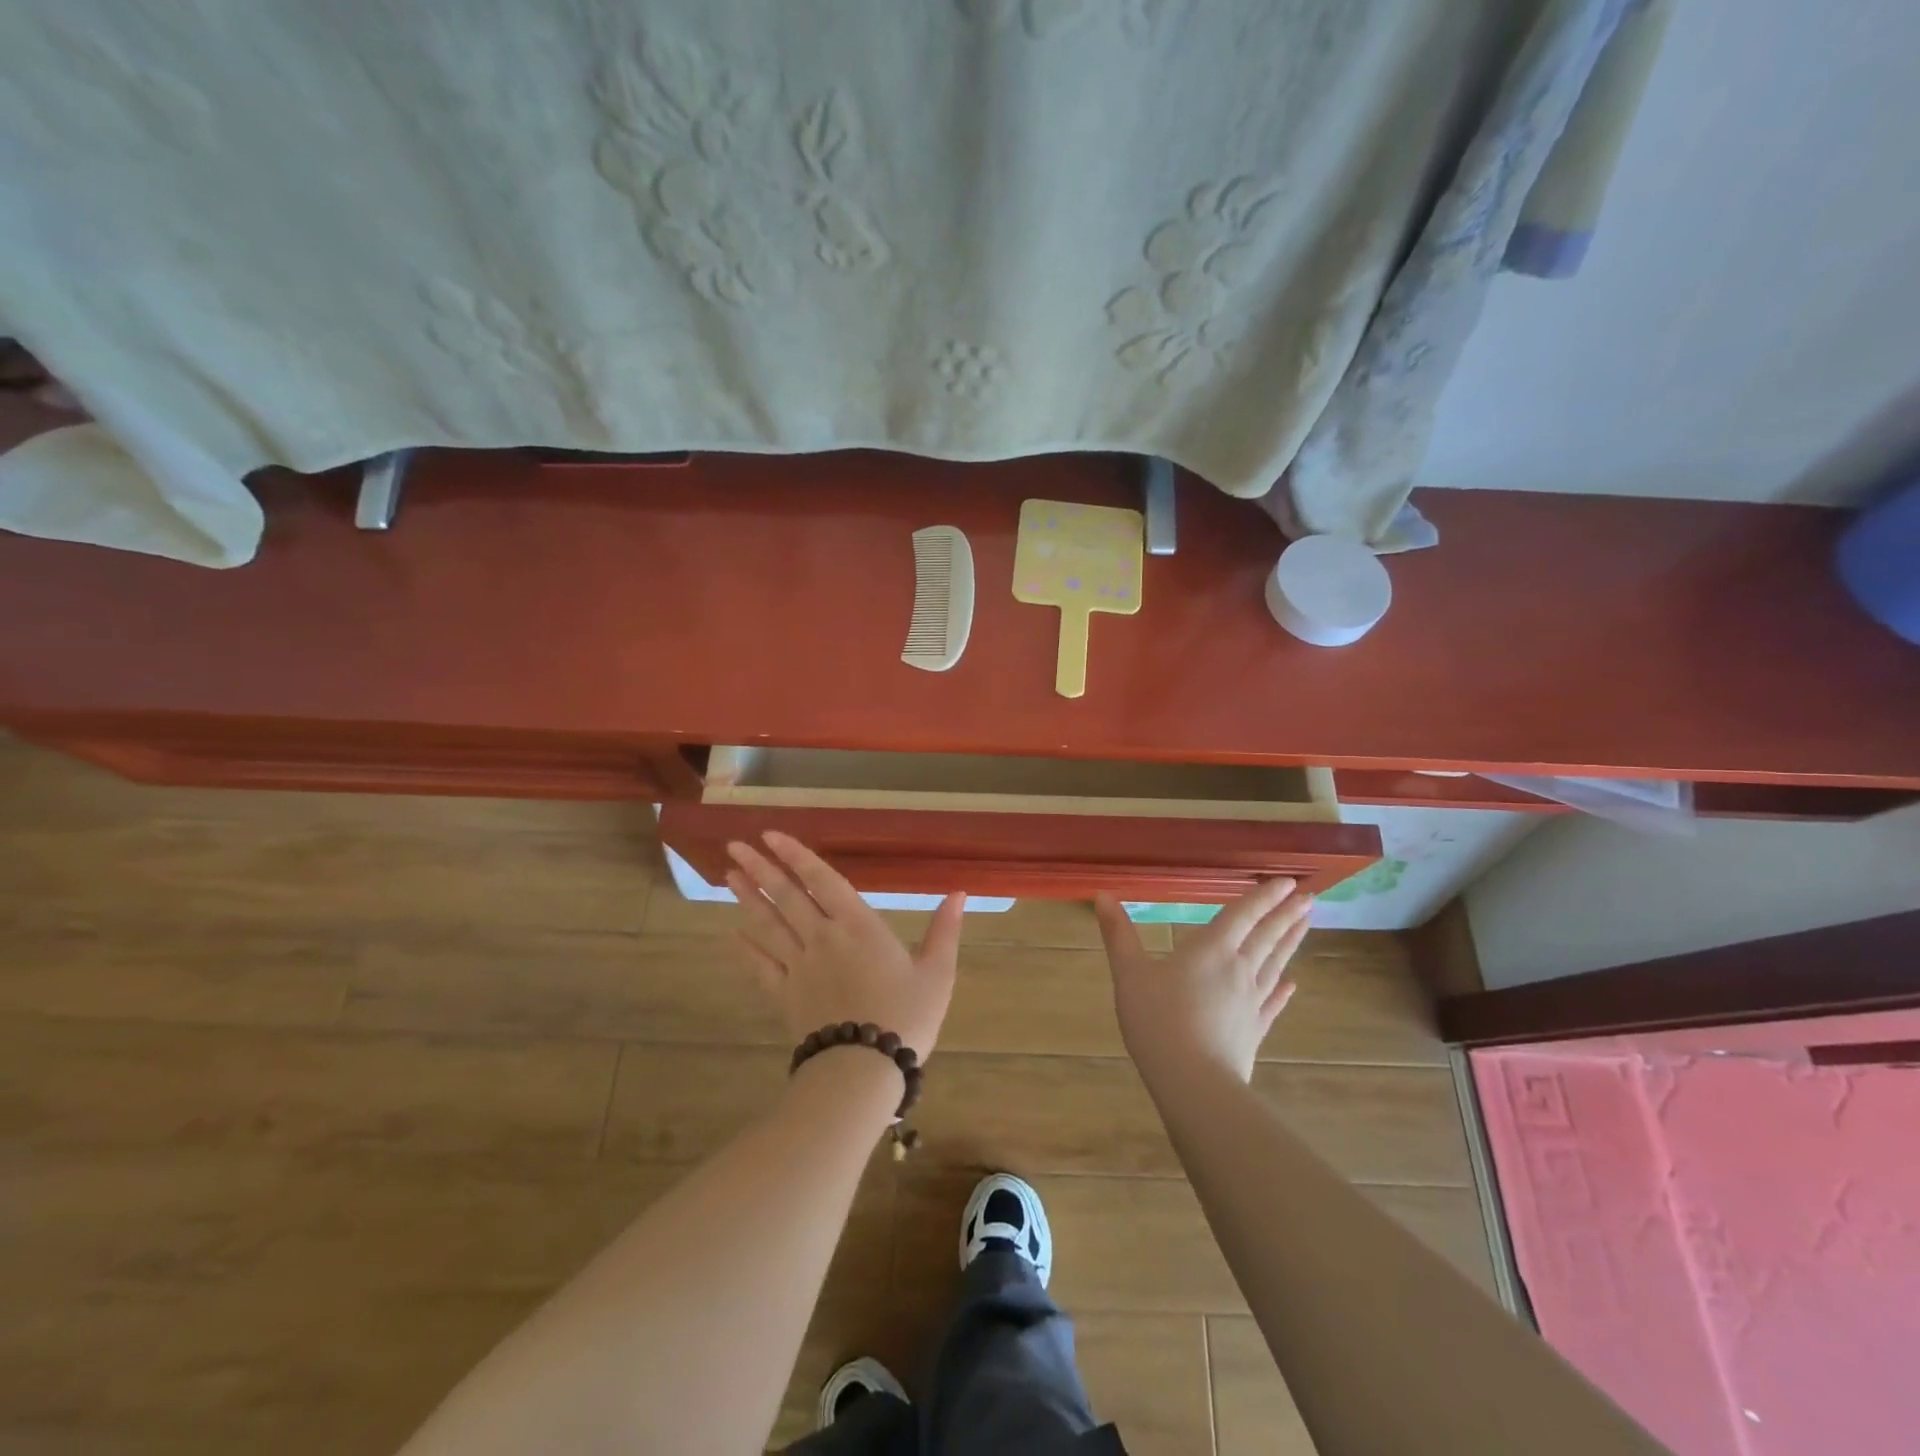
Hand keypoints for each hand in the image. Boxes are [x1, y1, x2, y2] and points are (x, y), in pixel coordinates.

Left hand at [727, 831, 964, 1058]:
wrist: (863, 1069)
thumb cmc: (906, 1017)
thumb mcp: (937, 972)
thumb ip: (944, 930)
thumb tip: (959, 893)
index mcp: (858, 925)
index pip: (822, 880)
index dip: (797, 855)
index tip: (771, 835)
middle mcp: (823, 938)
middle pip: (787, 897)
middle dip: (761, 868)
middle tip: (735, 847)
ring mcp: (799, 966)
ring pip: (768, 925)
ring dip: (748, 899)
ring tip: (728, 877)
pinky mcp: (785, 995)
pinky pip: (761, 965)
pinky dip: (746, 948)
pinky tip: (733, 934)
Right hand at [1094, 879, 1312, 1085]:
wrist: (1194, 1082)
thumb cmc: (1158, 1020)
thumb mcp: (1130, 973)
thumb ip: (1118, 934)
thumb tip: (1102, 895)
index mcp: (1211, 950)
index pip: (1242, 915)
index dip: (1264, 896)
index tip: (1287, 881)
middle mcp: (1238, 969)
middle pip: (1266, 936)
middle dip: (1286, 914)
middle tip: (1308, 897)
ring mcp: (1251, 1001)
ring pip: (1275, 964)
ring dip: (1291, 942)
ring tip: (1306, 924)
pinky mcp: (1254, 1030)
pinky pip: (1272, 1003)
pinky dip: (1283, 990)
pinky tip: (1293, 983)